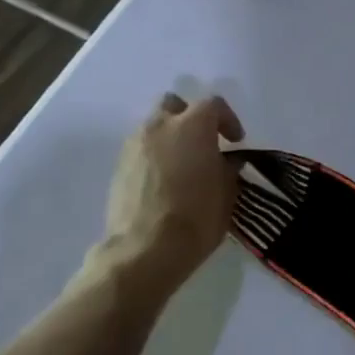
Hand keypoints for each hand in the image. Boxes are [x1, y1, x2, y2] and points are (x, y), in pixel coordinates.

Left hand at [91, 93, 243, 296]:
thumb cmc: (196, 217)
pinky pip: (141, 149)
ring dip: (170, 137)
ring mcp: (133, 146)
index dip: (228, 119)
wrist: (145, 249)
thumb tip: (226, 162)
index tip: (236, 141)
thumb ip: (227, 168)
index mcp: (192, 126)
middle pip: (174, 104)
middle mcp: (159, 127)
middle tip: (204, 142)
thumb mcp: (227, 192)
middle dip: (190, 117)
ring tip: (184, 164)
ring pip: (153, 126)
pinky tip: (165, 180)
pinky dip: (155, 156)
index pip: (213, 104)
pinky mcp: (118, 167)